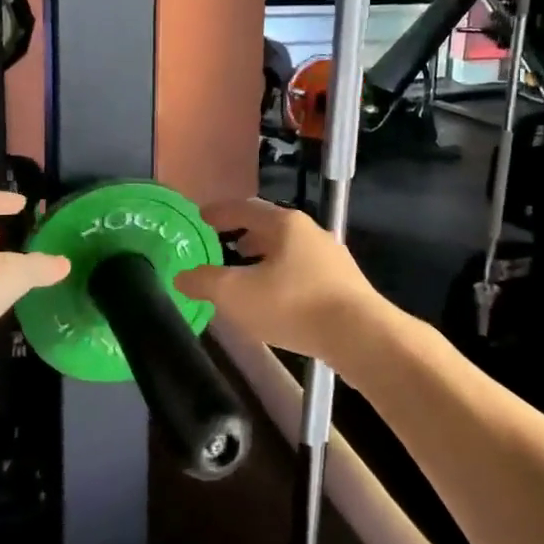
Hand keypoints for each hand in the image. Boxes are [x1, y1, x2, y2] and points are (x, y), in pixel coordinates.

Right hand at [174, 199, 387, 367]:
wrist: (361, 336)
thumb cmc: (294, 305)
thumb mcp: (237, 295)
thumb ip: (206, 283)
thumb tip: (182, 276)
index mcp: (285, 224)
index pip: (245, 208)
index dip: (220, 212)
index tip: (202, 216)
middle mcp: (310, 232)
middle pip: (270, 227)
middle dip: (244, 235)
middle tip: (222, 245)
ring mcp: (331, 257)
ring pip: (288, 250)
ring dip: (264, 257)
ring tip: (246, 274)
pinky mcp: (343, 283)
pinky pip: (303, 271)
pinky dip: (282, 276)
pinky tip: (276, 298)